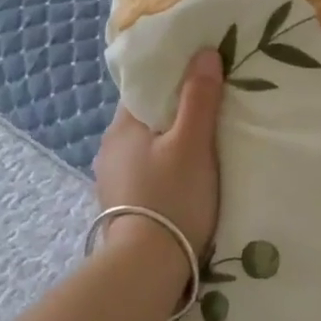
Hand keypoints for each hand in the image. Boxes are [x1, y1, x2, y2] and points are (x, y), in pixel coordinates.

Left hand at [94, 49, 223, 261]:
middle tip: (211, 111)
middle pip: (146, 118)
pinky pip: (145, 172)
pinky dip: (164, 168)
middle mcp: (109, 149)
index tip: (202, 78)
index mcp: (122, 127)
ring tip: (202, 146)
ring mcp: (112, 180)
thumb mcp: (193, 143)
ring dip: (169, 143)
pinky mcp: (122, 205)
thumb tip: (205, 53)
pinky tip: (183, 178)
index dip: (173, 79)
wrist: (146, 267)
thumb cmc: (172, 197)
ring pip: (146, 147)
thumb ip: (199, 98)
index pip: (145, 89)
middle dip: (174, 113)